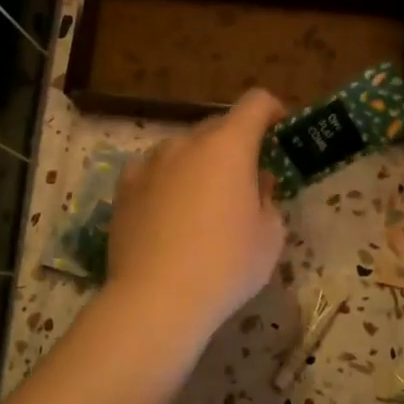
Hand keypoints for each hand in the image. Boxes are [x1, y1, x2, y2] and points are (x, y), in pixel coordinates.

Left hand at [106, 89, 289, 338]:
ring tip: (204, 202)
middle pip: (218, 125)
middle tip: (247, 181)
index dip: (273, 111)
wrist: (156, 300)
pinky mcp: (124, 187)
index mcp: (229, 146)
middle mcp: (187, 143)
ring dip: (200, 162)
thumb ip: (269, 199)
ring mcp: (150, 163)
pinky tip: (168, 212)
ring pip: (183, 149)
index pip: (256, 103)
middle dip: (237, 144)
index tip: (280, 132)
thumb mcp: (270, 236)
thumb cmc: (226, 265)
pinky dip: (167, 180)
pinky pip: (153, 170)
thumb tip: (257, 183)